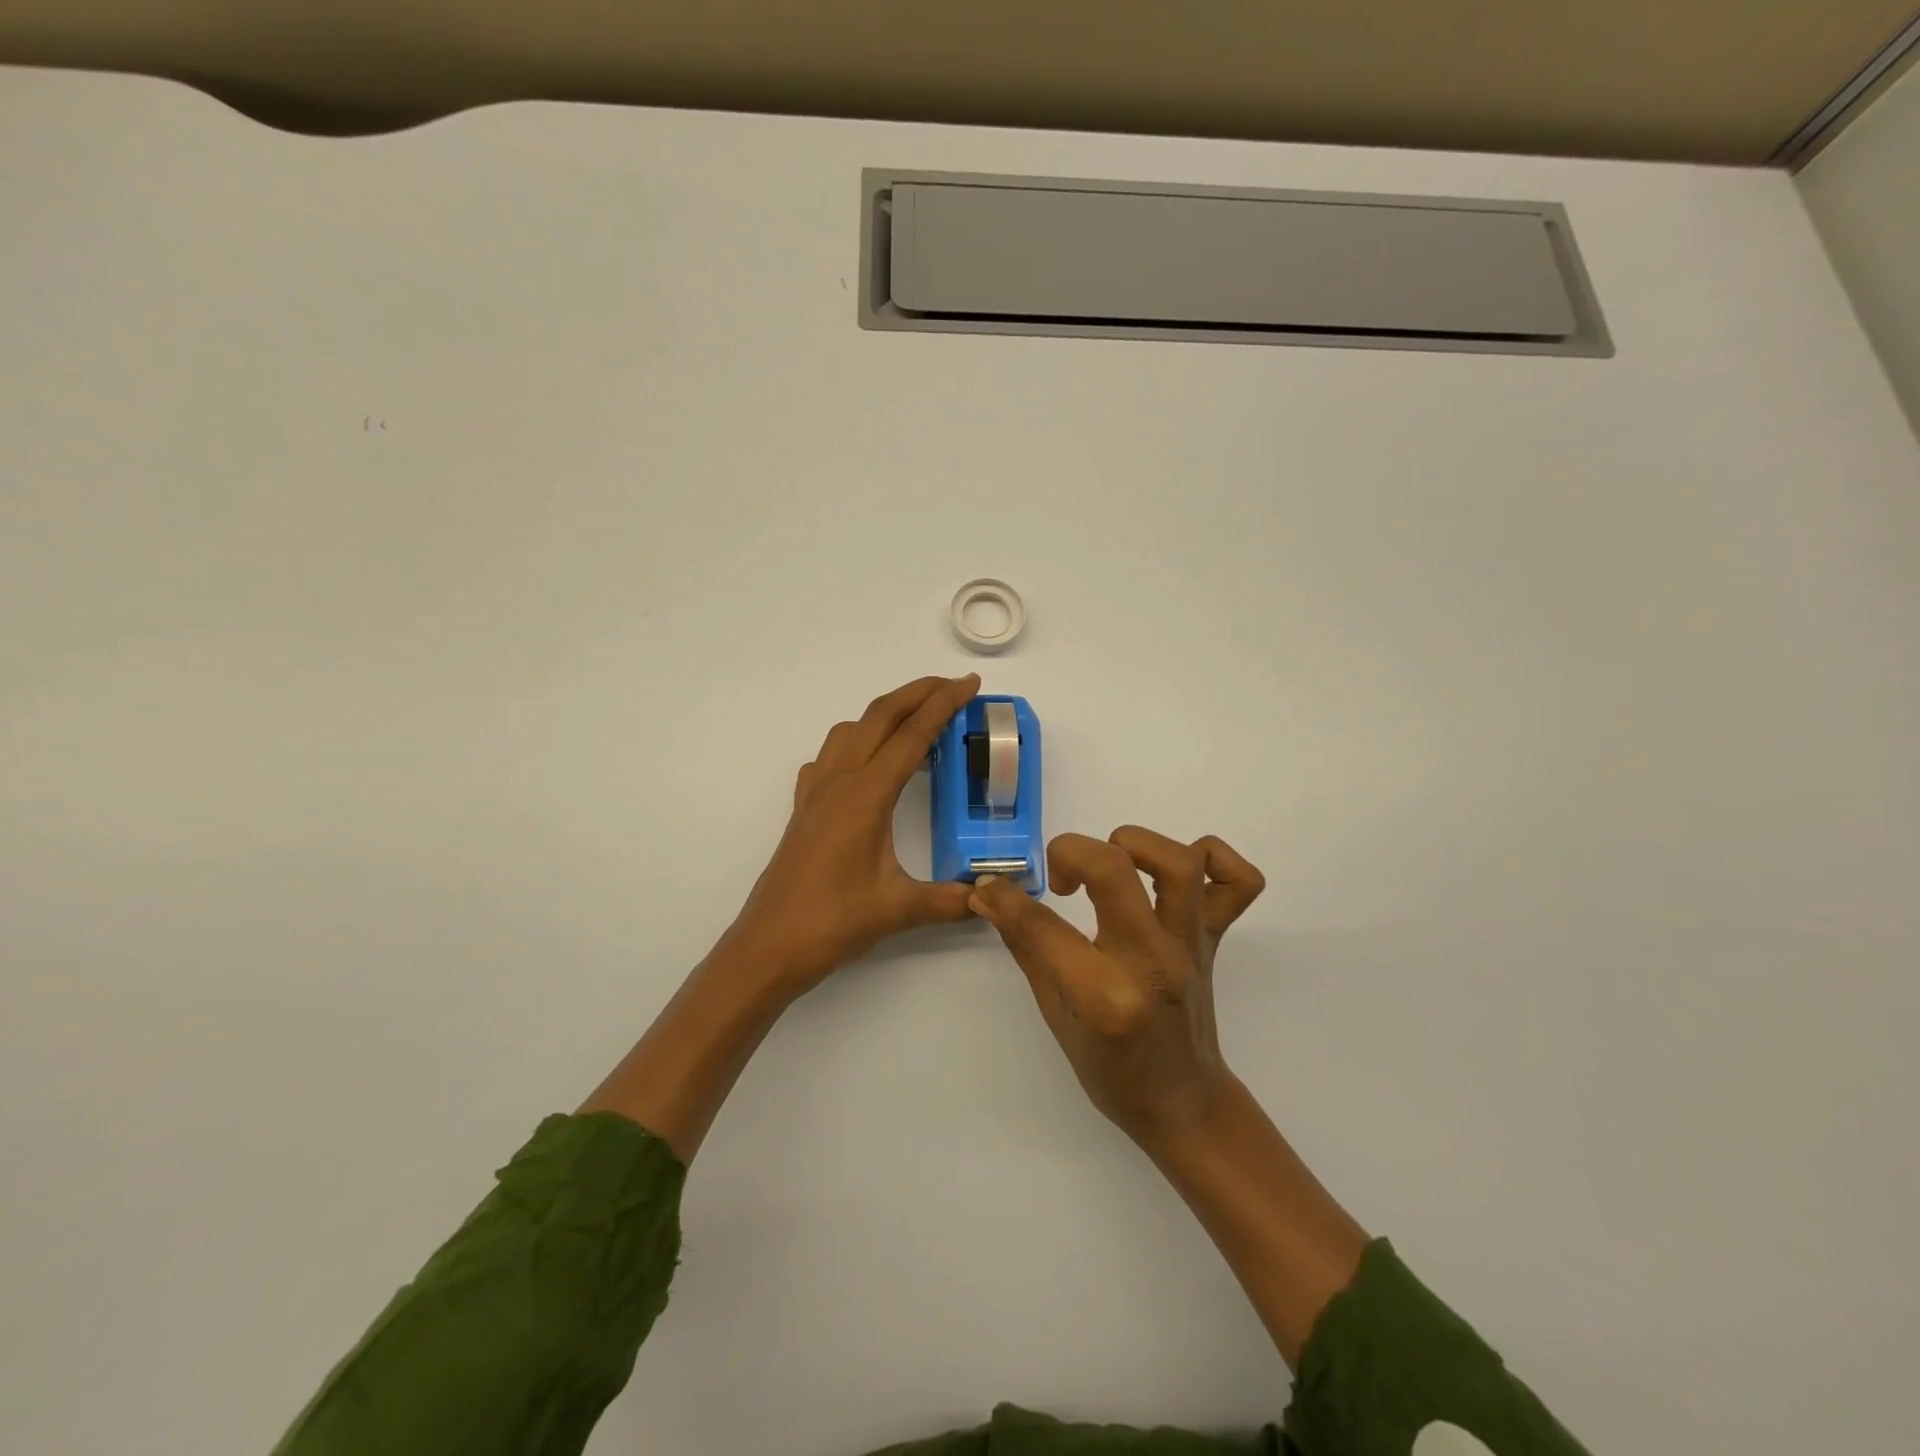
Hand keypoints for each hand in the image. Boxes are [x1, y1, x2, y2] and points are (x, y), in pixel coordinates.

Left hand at [719, 674, 981, 994]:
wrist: (769, 945)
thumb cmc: (832, 922)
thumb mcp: (899, 909)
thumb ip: (951, 900)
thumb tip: (991, 896)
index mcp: (866, 795)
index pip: (912, 736)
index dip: (944, 705)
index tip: (970, 684)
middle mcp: (839, 781)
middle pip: (880, 716)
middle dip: (918, 693)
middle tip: (953, 686)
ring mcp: (816, 792)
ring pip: (850, 730)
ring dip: (885, 714)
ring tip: (916, 722)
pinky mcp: (804, 808)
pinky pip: (829, 757)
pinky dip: (855, 743)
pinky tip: (867, 766)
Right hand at [970, 827, 1265, 1147]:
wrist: (1182, 1102)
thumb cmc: (1111, 1070)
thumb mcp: (1055, 1014)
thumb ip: (1027, 946)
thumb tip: (992, 896)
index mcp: (1105, 995)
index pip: (1044, 925)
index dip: (1004, 898)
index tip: (991, 888)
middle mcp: (1152, 961)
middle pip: (1113, 870)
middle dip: (1070, 852)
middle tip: (1059, 879)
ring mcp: (1191, 946)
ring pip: (1179, 863)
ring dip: (1135, 845)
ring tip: (1111, 864)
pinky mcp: (1216, 939)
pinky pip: (1239, 882)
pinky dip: (1213, 857)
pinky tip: (1177, 869)